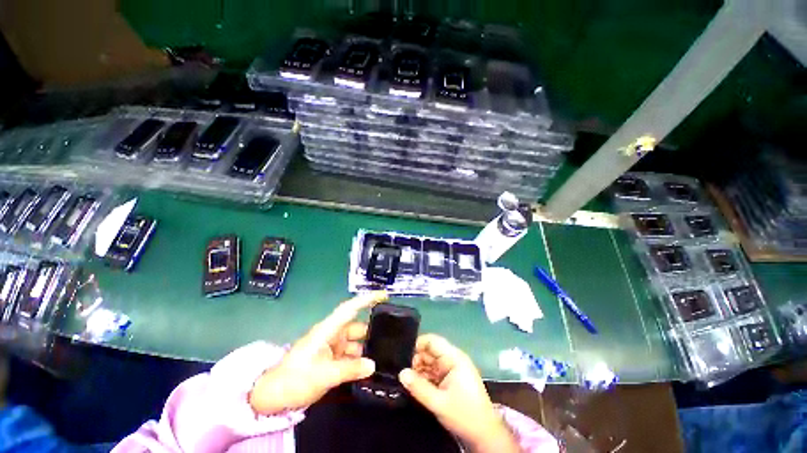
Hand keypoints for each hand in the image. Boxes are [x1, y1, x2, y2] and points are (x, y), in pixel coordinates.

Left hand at [249, 291, 387, 414]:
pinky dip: (359, 362)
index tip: (384, 295)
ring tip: (386, 356)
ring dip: (367, 350)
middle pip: (357, 327)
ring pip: (355, 344)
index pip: (350, 309)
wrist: (272, 397)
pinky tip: (370, 369)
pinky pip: (350, 356)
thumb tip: (373, 365)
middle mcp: (332, 335)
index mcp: (328, 330)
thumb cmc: (294, 379)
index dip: (367, 299)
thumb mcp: (323, 375)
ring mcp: (331, 348)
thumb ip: (349, 369)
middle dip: (372, 332)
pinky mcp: (331, 360)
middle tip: (393, 338)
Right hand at [399, 334, 519, 452]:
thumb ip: (418, 387)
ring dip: (418, 370)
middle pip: (430, 352)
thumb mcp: (439, 402)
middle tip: (402, 372)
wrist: (484, 435)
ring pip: (430, 363)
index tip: (402, 356)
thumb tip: (401, 373)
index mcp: (454, 358)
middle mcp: (452, 359)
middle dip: (415, 360)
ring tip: (405, 379)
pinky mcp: (449, 379)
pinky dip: (424, 377)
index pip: (432, 341)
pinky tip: (414, 385)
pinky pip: (433, 373)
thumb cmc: (464, 415)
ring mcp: (451, 369)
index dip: (417, 345)